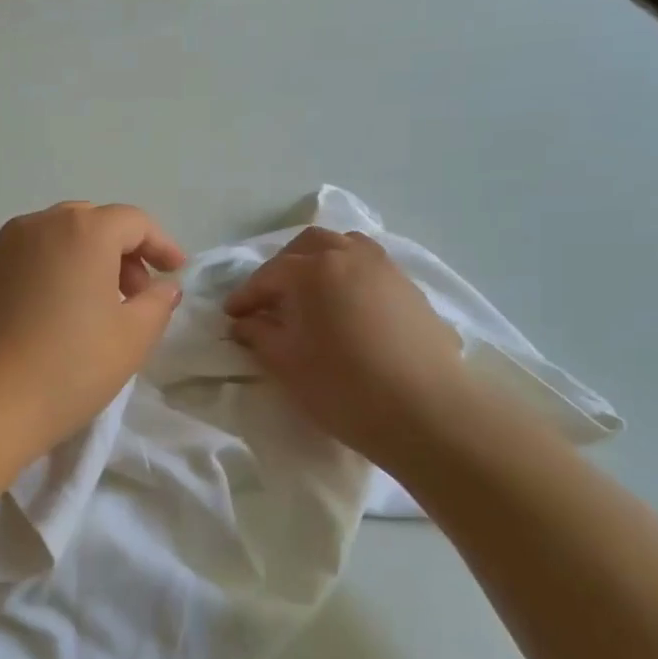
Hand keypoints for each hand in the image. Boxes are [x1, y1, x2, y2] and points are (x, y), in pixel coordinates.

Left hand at [0, 202, 185, 464]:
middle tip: (135, 295)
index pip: (133, 222)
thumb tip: (163, 287)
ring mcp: (0, 248)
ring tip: (95, 309)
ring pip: (55, 239)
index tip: (175, 273)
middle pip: (91, 223)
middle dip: (122, 252)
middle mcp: (37, 226)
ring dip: (85, 261)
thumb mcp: (131, 341)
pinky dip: (51, 273)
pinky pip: (27, 260)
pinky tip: (53, 317)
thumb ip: (157, 305)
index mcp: (81, 231)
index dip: (161, 244)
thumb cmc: (66, 369)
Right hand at [224, 227, 472, 466]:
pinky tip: (347, 309)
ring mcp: (386, 269)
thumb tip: (244, 323)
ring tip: (311, 294)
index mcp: (312, 270)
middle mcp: (349, 256)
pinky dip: (350, 277)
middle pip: (308, 246)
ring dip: (321, 262)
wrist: (426, 412)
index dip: (245, 296)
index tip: (231, 316)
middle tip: (270, 298)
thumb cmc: (343, 387)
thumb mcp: (286, 363)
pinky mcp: (411, 290)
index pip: (268, 275)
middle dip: (283, 267)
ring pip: (346, 247)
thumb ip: (258, 335)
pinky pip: (371, 268)